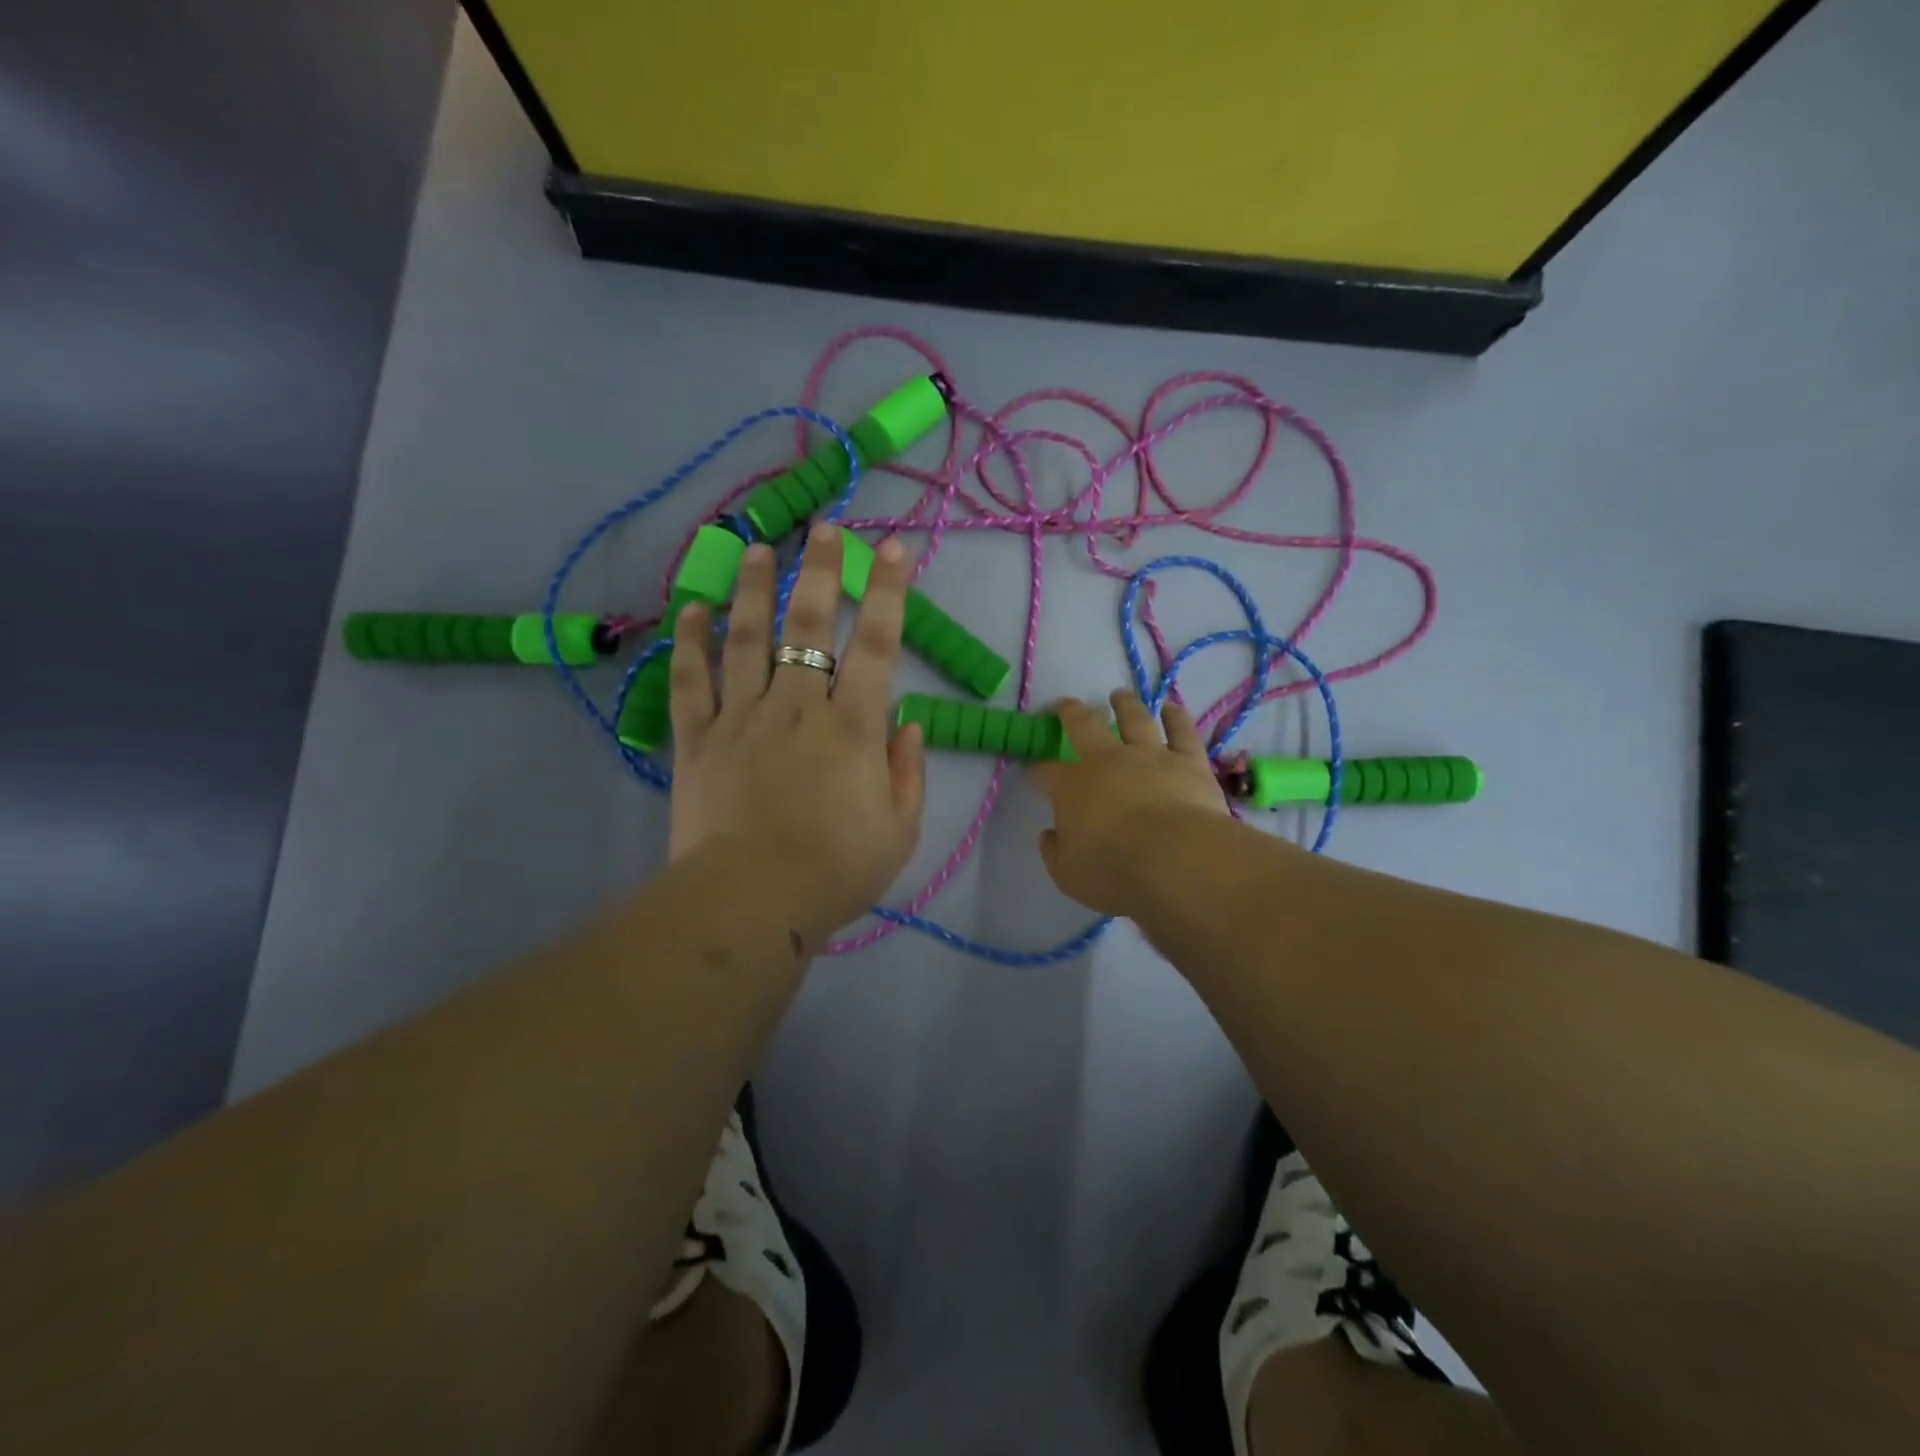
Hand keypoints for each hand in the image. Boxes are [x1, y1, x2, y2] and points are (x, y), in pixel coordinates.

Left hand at [669, 524, 925, 948]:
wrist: (751, 903)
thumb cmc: (835, 871)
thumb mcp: (900, 830)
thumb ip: (908, 771)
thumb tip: (909, 722)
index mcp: (852, 726)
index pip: (877, 643)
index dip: (887, 591)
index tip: (892, 548)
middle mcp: (798, 706)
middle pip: (809, 624)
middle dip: (822, 570)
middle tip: (825, 528)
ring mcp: (742, 717)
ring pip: (747, 638)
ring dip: (753, 589)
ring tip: (757, 549)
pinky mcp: (698, 739)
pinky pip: (690, 680)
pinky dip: (690, 642)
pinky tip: (693, 608)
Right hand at [1030, 691, 1228, 915]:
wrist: (1175, 859)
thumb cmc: (1113, 869)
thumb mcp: (1068, 873)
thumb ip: (1055, 851)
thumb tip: (1049, 834)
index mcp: (1073, 787)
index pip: (1047, 773)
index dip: (1037, 771)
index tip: (1032, 772)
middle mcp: (1108, 761)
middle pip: (1085, 727)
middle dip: (1072, 714)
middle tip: (1066, 704)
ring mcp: (1150, 756)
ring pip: (1134, 720)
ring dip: (1124, 705)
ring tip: (1119, 695)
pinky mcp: (1188, 761)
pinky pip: (1182, 731)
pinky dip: (1176, 717)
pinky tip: (1171, 707)